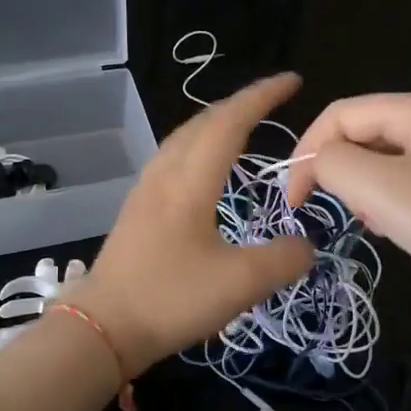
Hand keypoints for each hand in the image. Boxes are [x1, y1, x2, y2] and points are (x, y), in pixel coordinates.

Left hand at [74, 74, 314, 375]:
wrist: (101, 330)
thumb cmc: (171, 300)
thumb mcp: (241, 284)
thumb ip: (283, 260)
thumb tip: (308, 245)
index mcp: (190, 182)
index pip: (230, 122)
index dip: (262, 96)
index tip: (292, 80)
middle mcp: (165, 176)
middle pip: (202, 122)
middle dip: (240, 104)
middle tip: (273, 101)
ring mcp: (145, 193)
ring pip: (183, 139)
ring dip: (216, 124)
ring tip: (242, 127)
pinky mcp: (137, 212)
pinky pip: (173, 160)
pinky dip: (199, 148)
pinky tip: (205, 170)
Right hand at [286, 93, 410, 305]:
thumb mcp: (377, 187)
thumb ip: (332, 163)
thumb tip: (320, 162)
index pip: (340, 114)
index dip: (308, 150)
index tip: (295, 199)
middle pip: (361, 135)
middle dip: (342, 173)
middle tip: (347, 211)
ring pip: (381, 163)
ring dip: (365, 192)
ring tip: (376, 223)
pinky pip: (405, 183)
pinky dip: (389, 204)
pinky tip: (397, 230)